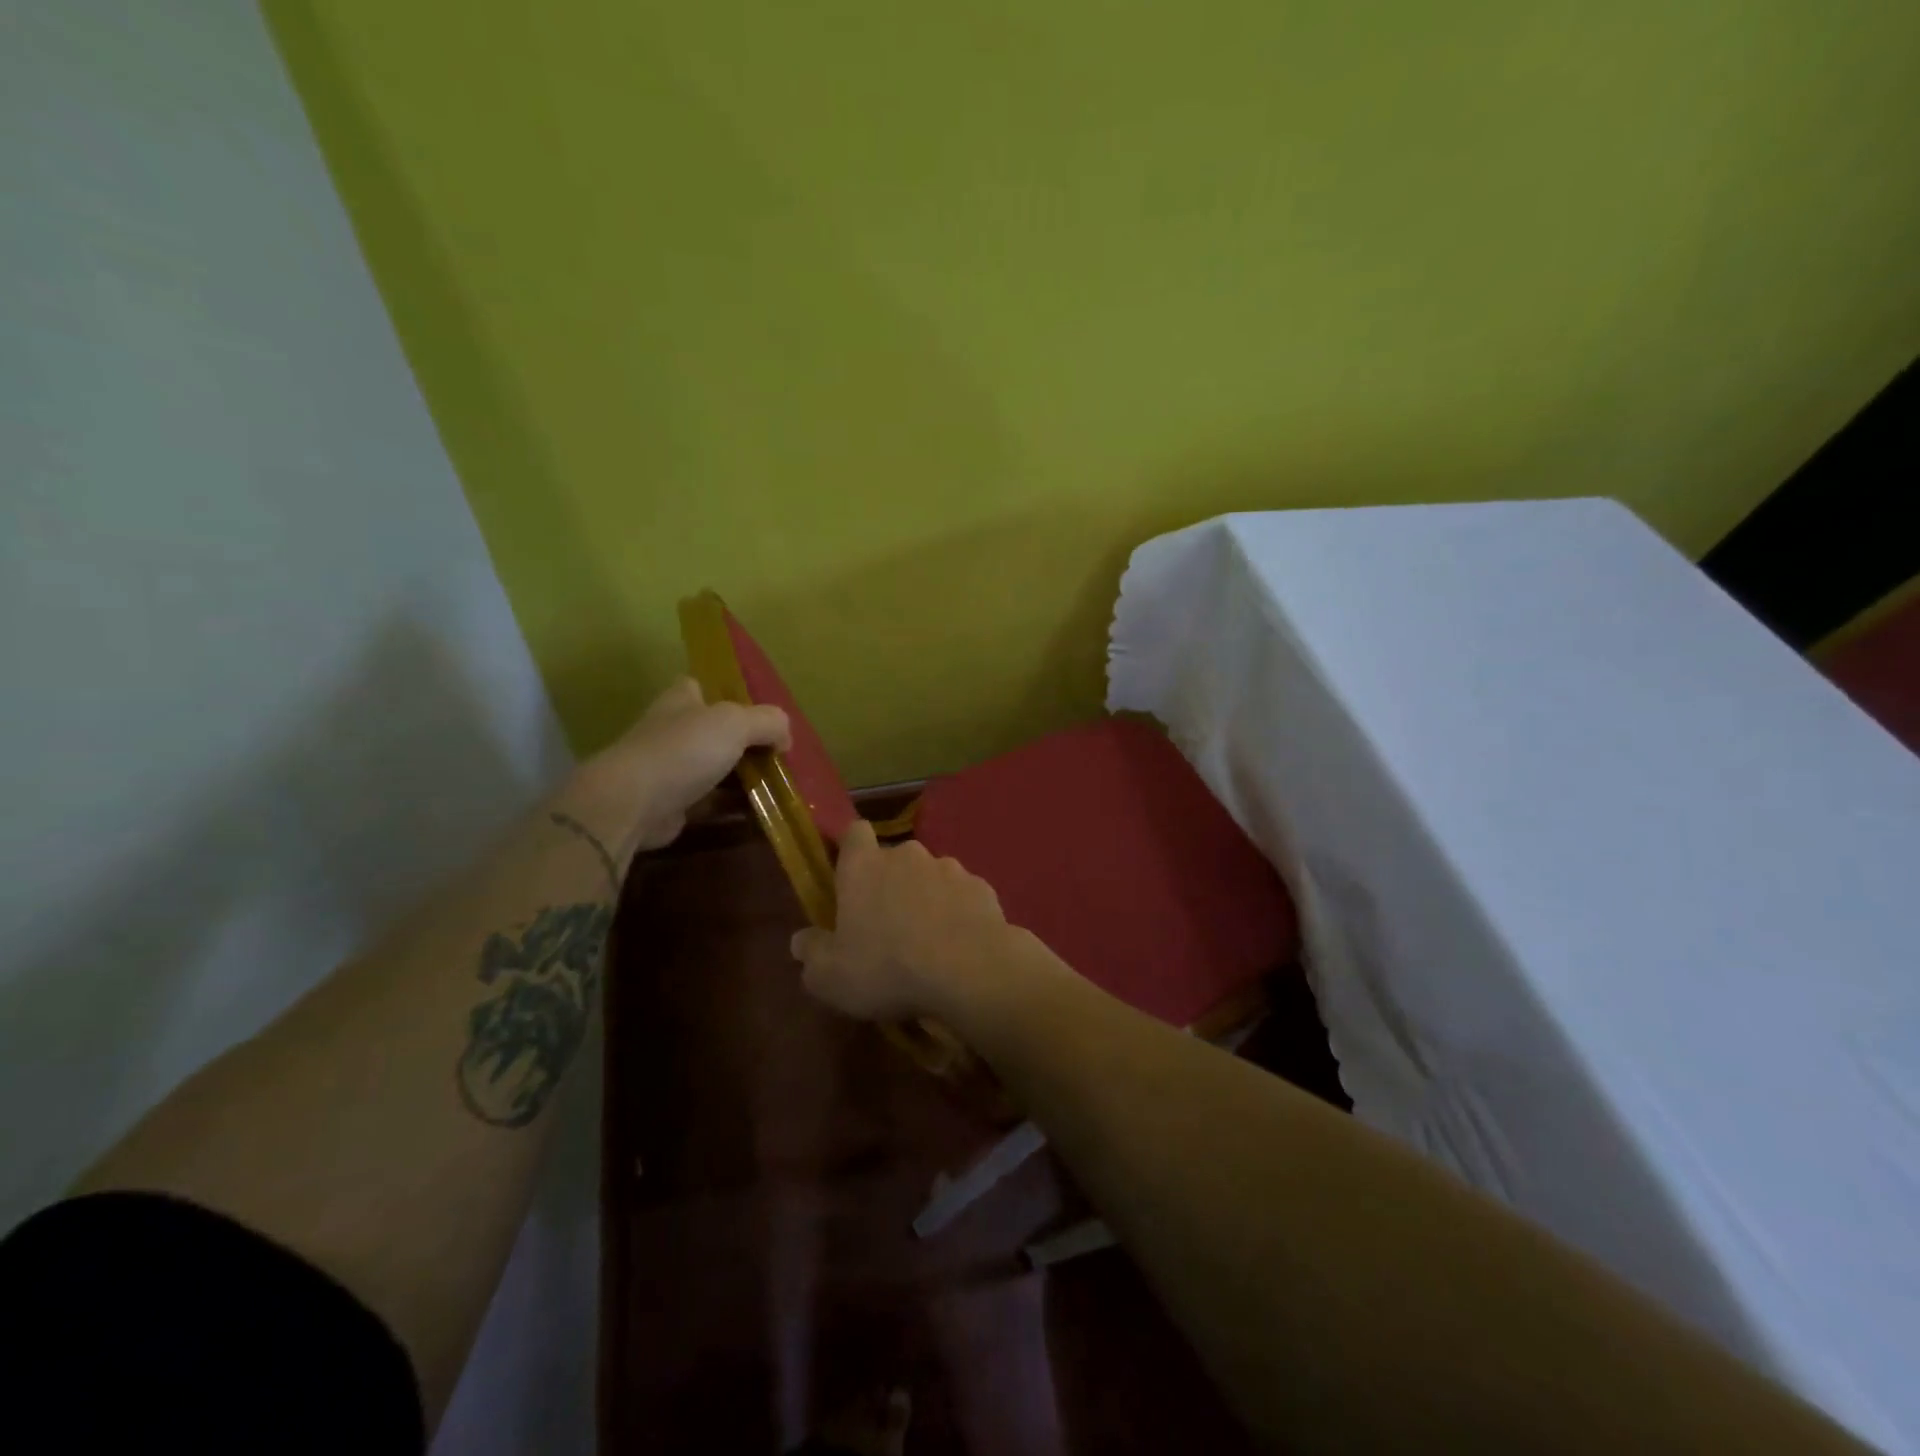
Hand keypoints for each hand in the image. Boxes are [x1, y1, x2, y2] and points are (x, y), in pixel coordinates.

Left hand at [572, 678, 789, 853]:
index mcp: (681, 700)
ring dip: (738, 777)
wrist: (634, 803)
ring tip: (775, 786)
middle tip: (776, 755)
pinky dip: (729, 807)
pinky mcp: (670, 804)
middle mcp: (671, 730)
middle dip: (741, 742)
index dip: (726, 694)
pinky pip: (708, 802)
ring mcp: (668, 769)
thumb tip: (785, 737)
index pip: (701, 686)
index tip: (756, 711)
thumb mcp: (736, 723)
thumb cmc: (684, 750)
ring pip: (712, 768)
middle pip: (712, 730)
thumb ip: (768, 722)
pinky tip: (757, 813)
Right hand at [790, 820, 1013, 1021]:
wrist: (969, 971)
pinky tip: (959, 945)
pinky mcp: (981, 886)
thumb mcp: (831, 976)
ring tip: (928, 941)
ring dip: (926, 898)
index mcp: (864, 867)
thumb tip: (802, 940)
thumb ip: (812, 953)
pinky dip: (957, 913)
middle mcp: (906, 855)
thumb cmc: (887, 969)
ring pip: (930, 876)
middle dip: (890, 885)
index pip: (854, 833)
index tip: (851, 877)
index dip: (852, 850)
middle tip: (888, 926)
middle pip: (893, 860)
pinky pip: (961, 895)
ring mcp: (948, 867)